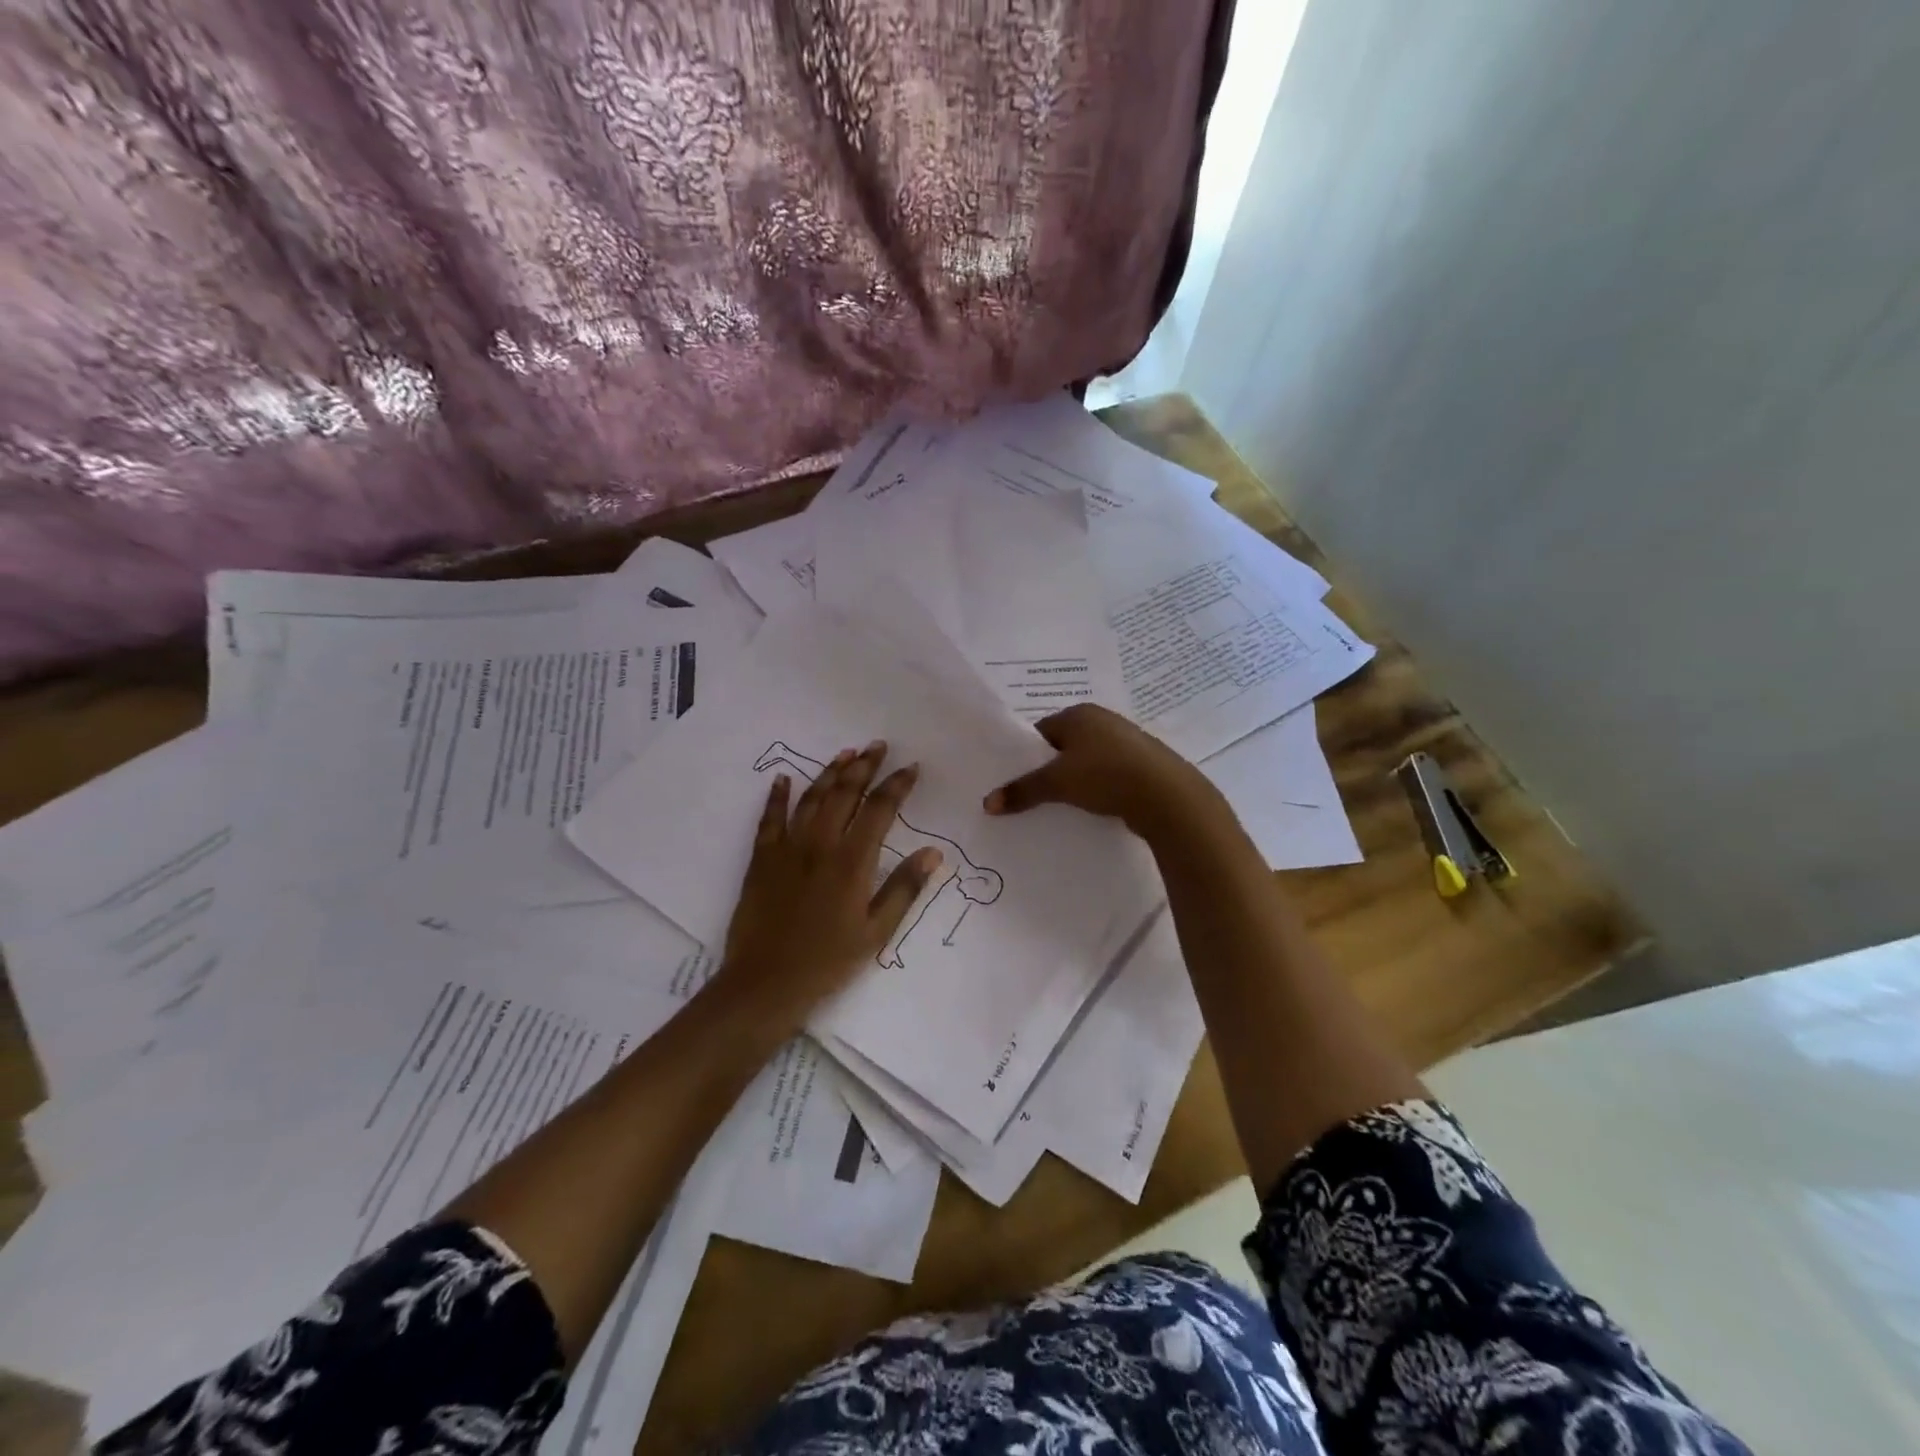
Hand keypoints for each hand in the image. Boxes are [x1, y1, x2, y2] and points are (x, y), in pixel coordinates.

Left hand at [717, 741, 942, 1029]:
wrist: (765, 984)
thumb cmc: (828, 962)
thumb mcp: (876, 932)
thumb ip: (903, 888)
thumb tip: (933, 853)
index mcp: (852, 861)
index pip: (880, 809)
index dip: (897, 785)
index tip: (911, 767)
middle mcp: (820, 844)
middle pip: (845, 793)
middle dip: (864, 766)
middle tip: (878, 746)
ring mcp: (787, 849)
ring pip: (811, 798)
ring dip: (829, 773)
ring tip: (846, 754)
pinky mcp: (762, 859)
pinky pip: (770, 819)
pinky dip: (778, 796)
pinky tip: (784, 779)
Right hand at [983, 704, 1225, 838]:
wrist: (1167, 796)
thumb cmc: (1106, 775)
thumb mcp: (1057, 783)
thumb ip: (1022, 791)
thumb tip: (987, 804)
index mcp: (1080, 713)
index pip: (1041, 731)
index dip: (1025, 755)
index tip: (1015, 780)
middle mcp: (1103, 721)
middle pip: (1063, 746)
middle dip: (1049, 770)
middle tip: (1033, 796)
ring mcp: (1126, 742)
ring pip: (1087, 762)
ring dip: (1074, 781)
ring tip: (1061, 806)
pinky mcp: (1141, 765)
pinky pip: (1107, 775)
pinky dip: (1097, 789)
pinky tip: (1092, 808)